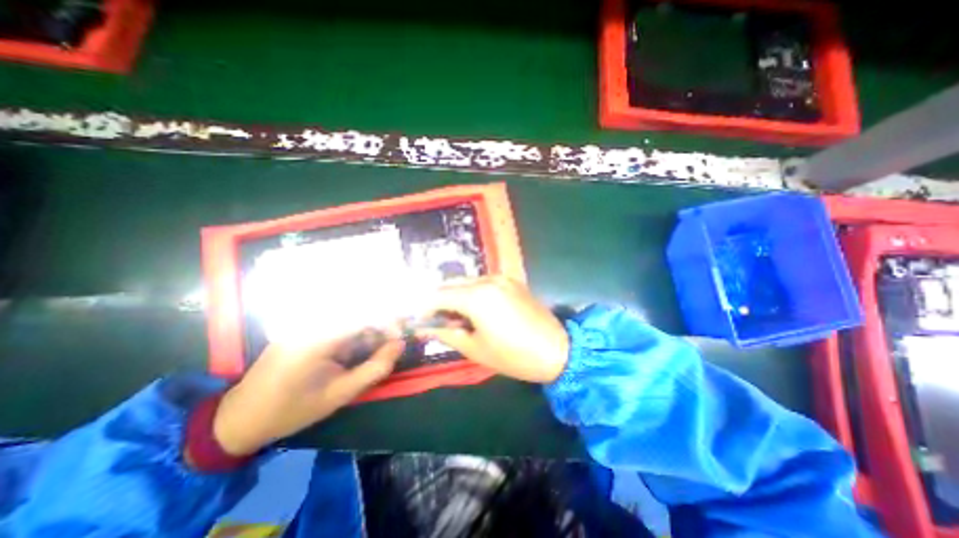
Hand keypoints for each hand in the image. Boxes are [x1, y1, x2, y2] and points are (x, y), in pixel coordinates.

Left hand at [210, 330, 403, 456]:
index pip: (363, 315)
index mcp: (317, 337)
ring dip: (367, 327)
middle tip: (391, 342)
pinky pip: (336, 321)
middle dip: (380, 323)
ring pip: (348, 314)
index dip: (387, 321)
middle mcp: (311, 321)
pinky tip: (354, 348)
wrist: (240, 417)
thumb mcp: (340, 394)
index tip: (400, 336)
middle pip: (357, 310)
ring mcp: (304, 322)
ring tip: (375, 347)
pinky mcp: (303, 326)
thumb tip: (400, 344)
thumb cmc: (292, 409)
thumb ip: (375, 368)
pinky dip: (353, 331)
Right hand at [421, 278, 567, 381]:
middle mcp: (486, 280)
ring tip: (456, 317)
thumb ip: (445, 334)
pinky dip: (472, 292)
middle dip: (439, 300)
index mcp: (476, 296)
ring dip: (455, 295)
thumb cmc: (513, 356)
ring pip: (467, 282)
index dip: (424, 308)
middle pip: (451, 284)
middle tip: (437, 321)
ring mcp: (501, 278)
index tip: (419, 321)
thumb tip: (422, 329)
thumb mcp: (475, 348)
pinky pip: (483, 282)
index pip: (437, 295)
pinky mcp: (511, 281)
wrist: (557, 350)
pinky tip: (475, 309)